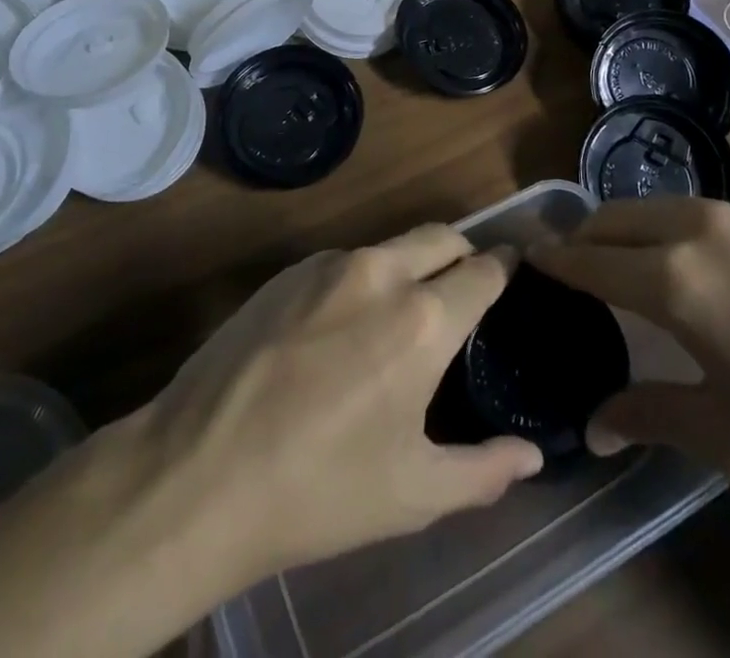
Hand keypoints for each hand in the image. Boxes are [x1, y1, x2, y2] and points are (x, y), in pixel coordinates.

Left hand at [135, 224, 544, 584]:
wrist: (198, 471)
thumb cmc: (319, 489)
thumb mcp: (412, 494)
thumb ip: (484, 470)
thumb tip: (531, 455)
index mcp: (421, 320)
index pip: (482, 271)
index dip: (504, 270)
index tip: (512, 273)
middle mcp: (380, 273)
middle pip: (440, 236)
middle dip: (462, 253)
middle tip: (465, 287)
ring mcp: (327, 265)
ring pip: (391, 246)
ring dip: (410, 266)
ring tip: (402, 314)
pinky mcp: (286, 271)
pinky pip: (343, 260)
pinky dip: (363, 279)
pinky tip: (342, 326)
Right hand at [529, 197, 729, 522]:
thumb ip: (652, 418)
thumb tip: (593, 427)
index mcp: (677, 279)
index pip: (590, 260)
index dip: (553, 262)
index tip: (527, 260)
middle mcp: (703, 228)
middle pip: (618, 216)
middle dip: (586, 236)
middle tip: (572, 264)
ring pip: (665, 207)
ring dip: (635, 228)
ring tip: (635, 261)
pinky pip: (716, 212)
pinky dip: (687, 230)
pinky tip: (719, 268)